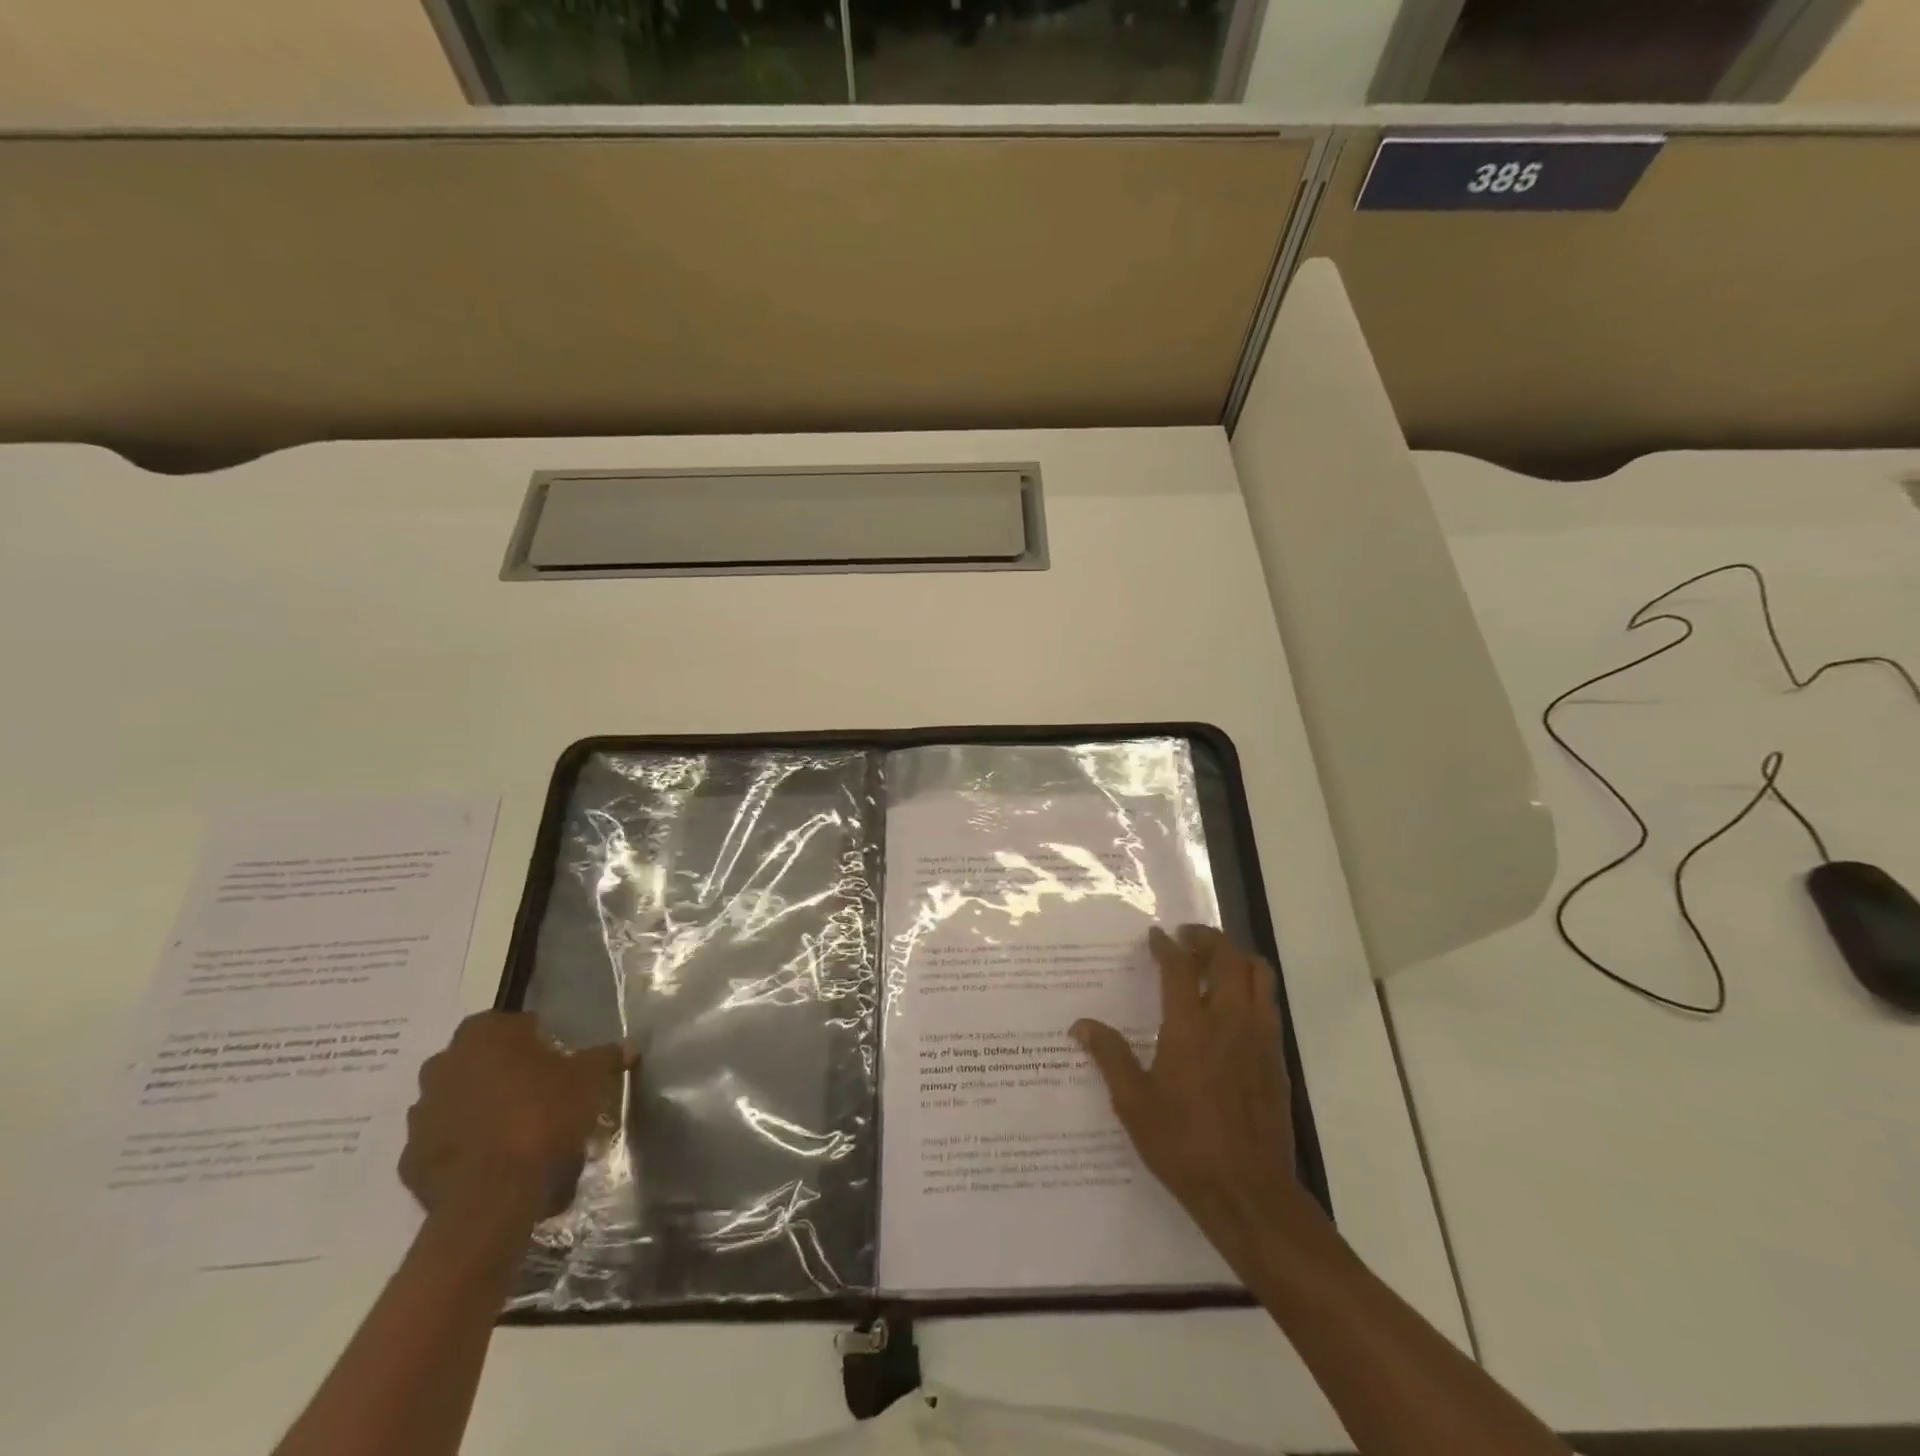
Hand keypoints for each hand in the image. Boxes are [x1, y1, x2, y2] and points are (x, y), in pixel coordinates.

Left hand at [400, 1013, 627, 1225]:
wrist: (493, 1195)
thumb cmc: (543, 1116)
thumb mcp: (589, 1079)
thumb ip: (605, 1057)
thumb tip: (628, 1046)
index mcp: (483, 1035)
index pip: (510, 1024)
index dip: (535, 1039)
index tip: (556, 1060)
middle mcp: (443, 1065)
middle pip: (479, 1061)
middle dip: (503, 1072)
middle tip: (538, 1092)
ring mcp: (421, 1115)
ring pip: (458, 1101)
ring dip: (481, 1109)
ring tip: (516, 1131)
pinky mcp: (411, 1160)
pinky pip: (444, 1143)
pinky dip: (465, 1147)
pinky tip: (494, 1161)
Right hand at [1073, 924, 1315, 1278]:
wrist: (1249, 1193)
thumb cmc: (1184, 1145)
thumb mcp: (1134, 1103)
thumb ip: (1110, 1057)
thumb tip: (1080, 1025)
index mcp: (1190, 1028)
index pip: (1180, 967)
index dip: (1166, 945)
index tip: (1155, 936)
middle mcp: (1229, 1021)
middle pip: (1228, 957)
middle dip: (1207, 938)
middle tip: (1186, 939)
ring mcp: (1259, 1038)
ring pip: (1258, 974)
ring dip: (1235, 957)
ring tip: (1213, 962)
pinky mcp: (1277, 1058)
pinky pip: (1268, 1003)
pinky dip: (1251, 986)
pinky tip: (1232, 1006)